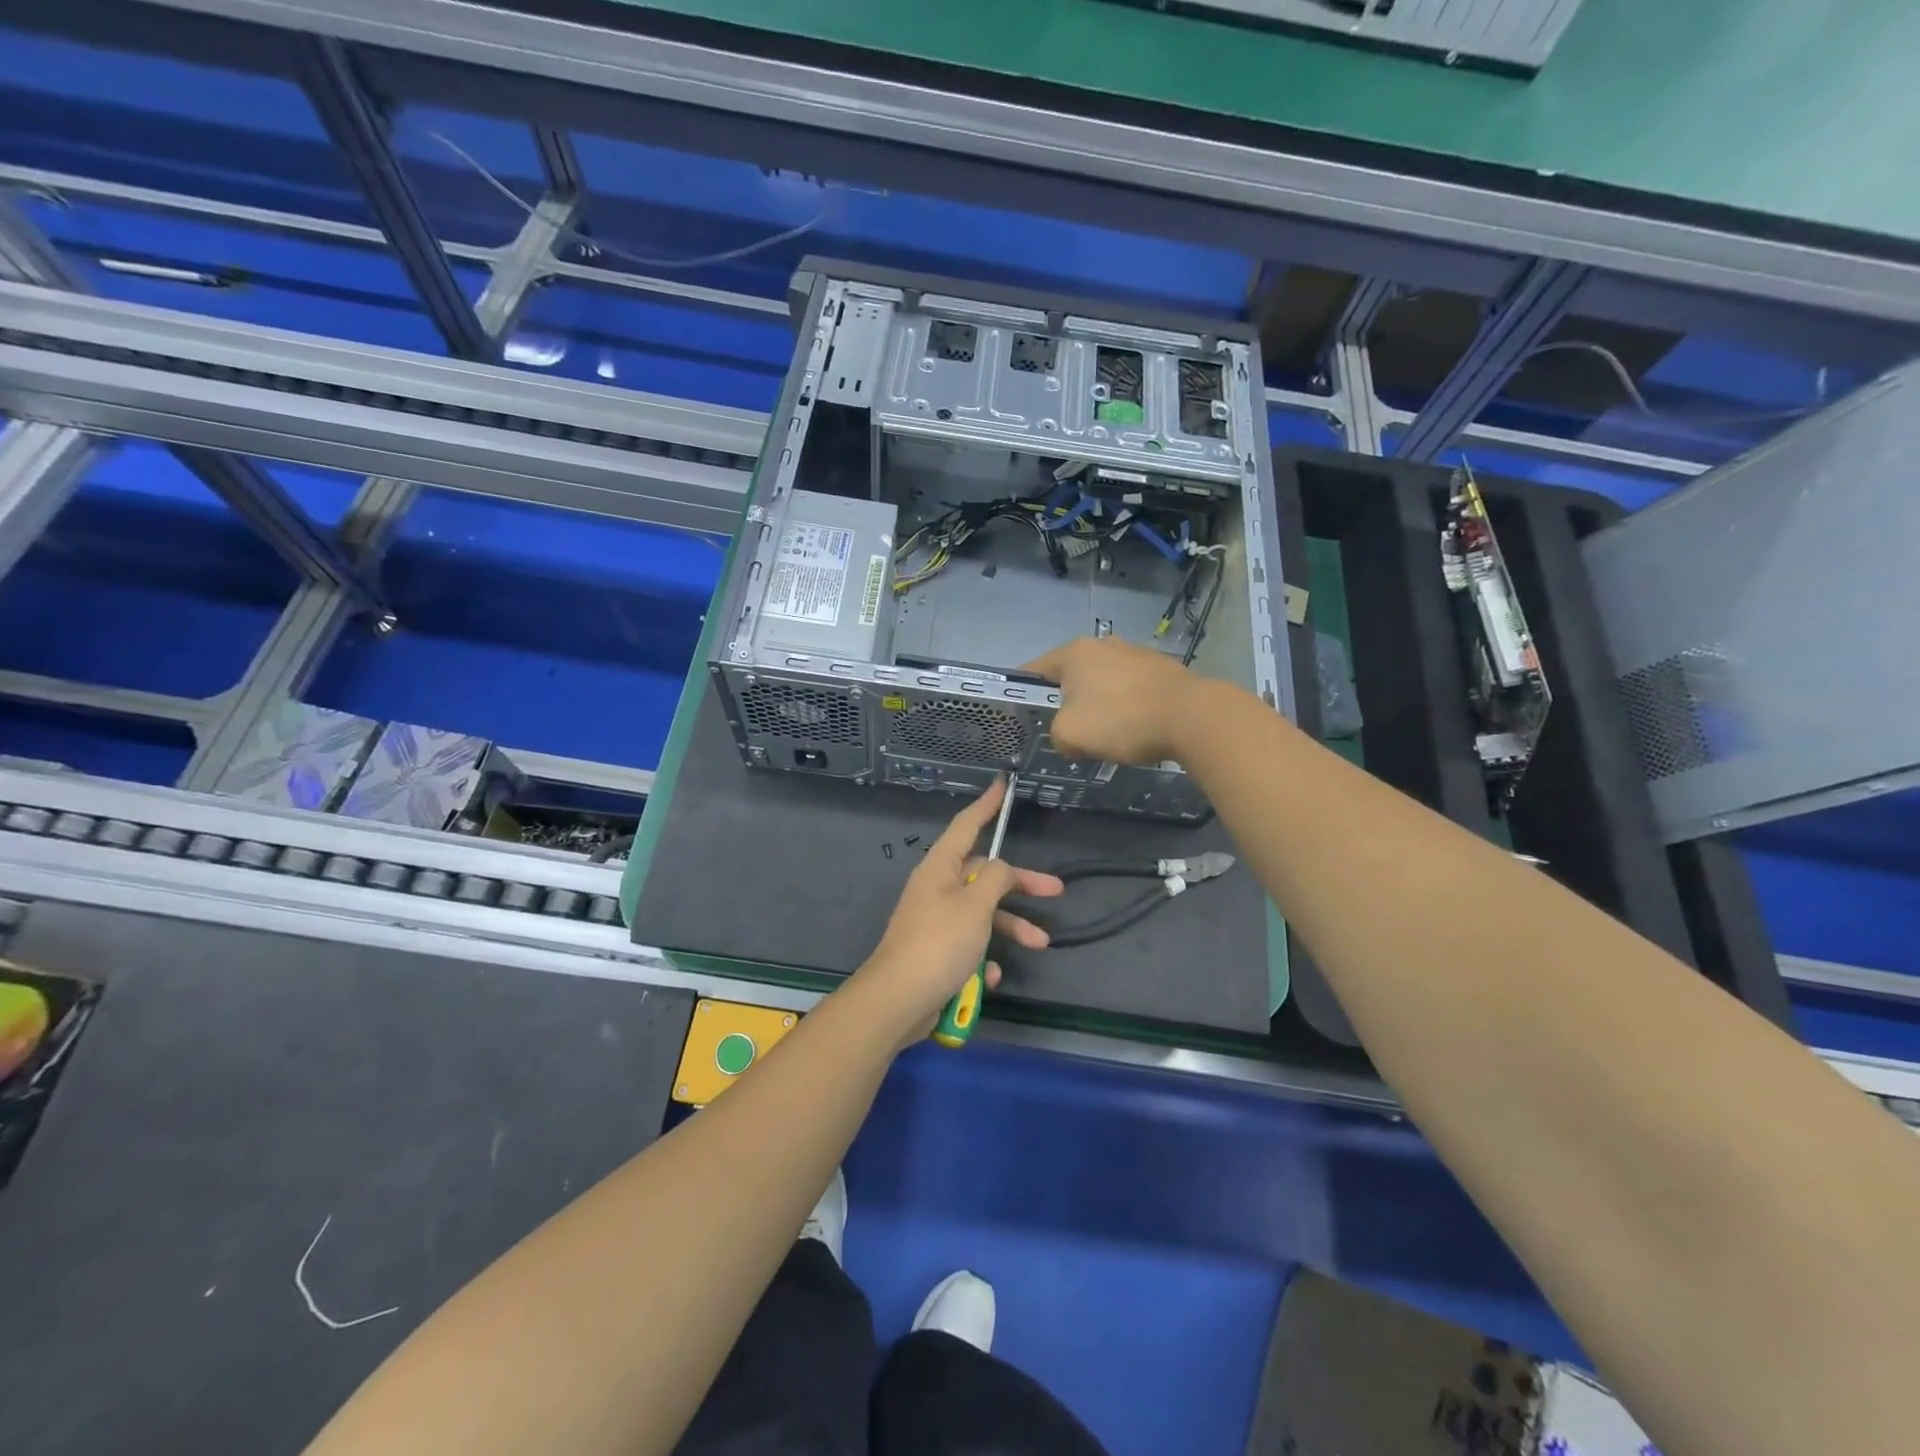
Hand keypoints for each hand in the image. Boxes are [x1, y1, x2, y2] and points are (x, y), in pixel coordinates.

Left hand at [850, 779, 1063, 1043]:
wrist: (898, 1001)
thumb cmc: (939, 944)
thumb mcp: (975, 906)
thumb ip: (995, 879)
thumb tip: (1001, 867)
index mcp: (940, 869)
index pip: (966, 826)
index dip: (986, 805)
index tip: (1002, 785)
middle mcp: (937, 889)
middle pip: (984, 875)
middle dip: (1019, 885)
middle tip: (1055, 891)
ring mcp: (937, 922)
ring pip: (982, 915)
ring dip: (1011, 928)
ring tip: (1040, 944)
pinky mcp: (938, 953)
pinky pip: (970, 946)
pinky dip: (985, 958)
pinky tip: (992, 976)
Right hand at [1024, 637, 1199, 765]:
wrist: (1191, 717)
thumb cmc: (1121, 720)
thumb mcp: (1070, 735)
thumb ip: (1057, 736)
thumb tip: (1069, 739)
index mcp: (1075, 653)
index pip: (1034, 669)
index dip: (1023, 693)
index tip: (1022, 715)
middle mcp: (1104, 644)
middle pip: (1070, 675)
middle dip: (1064, 700)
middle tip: (1064, 729)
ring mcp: (1136, 653)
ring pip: (1102, 681)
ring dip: (1098, 703)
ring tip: (1102, 733)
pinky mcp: (1162, 669)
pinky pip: (1130, 689)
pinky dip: (1125, 706)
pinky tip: (1132, 728)